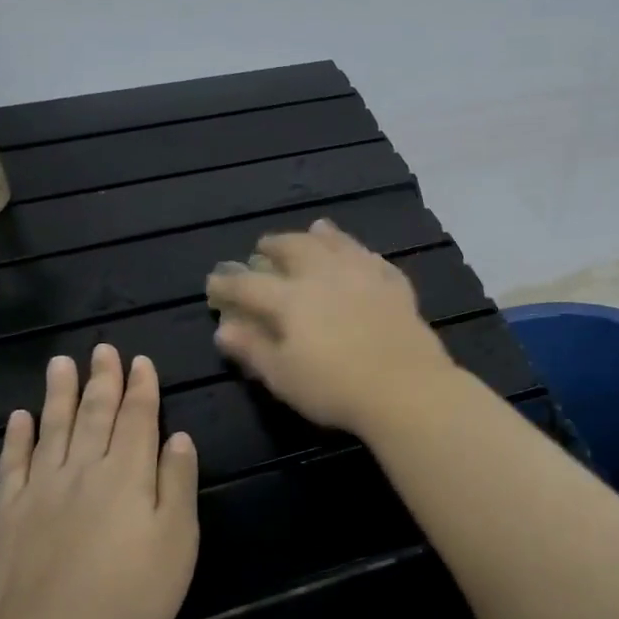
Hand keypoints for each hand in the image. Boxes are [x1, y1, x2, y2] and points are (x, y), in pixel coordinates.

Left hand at [0, 345, 199, 618]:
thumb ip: (178, 483)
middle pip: (95, 414)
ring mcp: (42, 491)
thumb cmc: (131, 593)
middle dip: (102, 380)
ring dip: (58, 394)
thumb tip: (179, 437)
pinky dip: (17, 438)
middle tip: (102, 348)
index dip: (141, 388)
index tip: (140, 360)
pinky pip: (13, 465)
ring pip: (53, 429)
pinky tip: (18, 418)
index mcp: (129, 474)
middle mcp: (85, 470)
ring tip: (61, 363)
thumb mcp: (178, 540)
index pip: (138, 419)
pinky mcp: (9, 516)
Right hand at [205, 219, 455, 433]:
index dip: (228, 283)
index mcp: (291, 298)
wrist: (405, 387)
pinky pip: (374, 260)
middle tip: (263, 246)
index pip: (249, 284)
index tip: (214, 283)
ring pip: (337, 244)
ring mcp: (364, 276)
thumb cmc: (334, 387)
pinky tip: (361, 256)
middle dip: (274, 245)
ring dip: (320, 236)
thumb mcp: (282, 376)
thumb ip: (252, 348)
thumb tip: (223, 327)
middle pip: (295, 248)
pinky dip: (361, 253)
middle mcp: (325, 275)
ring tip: (314, 230)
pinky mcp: (395, 287)